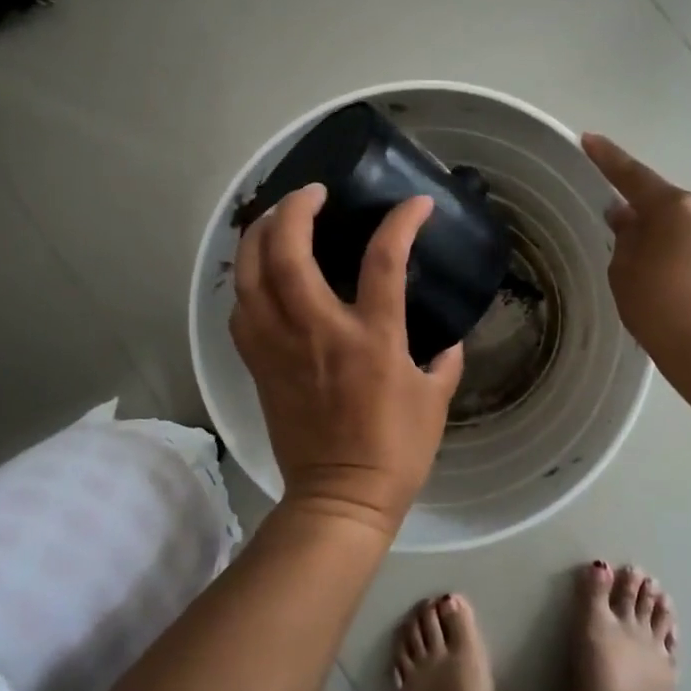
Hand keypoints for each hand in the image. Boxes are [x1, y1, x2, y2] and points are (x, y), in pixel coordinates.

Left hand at [230, 184, 464, 536]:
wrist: (340, 498)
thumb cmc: (395, 450)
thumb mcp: (435, 402)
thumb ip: (444, 363)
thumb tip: (448, 342)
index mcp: (371, 338)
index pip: (383, 260)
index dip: (401, 222)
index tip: (416, 204)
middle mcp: (318, 331)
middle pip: (288, 252)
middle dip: (296, 209)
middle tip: (312, 193)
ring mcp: (280, 347)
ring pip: (251, 276)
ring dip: (259, 236)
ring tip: (275, 218)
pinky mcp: (259, 366)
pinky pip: (241, 312)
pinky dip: (247, 283)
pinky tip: (260, 275)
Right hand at [582, 134, 690, 371]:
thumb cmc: (659, 309)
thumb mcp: (625, 273)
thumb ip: (626, 237)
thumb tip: (628, 216)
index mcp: (673, 207)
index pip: (633, 176)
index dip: (608, 159)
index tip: (590, 139)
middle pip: (668, 208)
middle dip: (648, 221)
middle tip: (630, 250)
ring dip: (676, 245)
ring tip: (664, 284)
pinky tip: (690, 294)